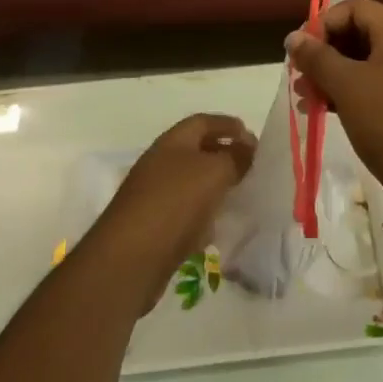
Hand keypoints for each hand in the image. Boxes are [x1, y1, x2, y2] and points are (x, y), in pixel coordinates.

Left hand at [89, 114, 255, 310]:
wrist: (129, 259)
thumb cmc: (174, 203)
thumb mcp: (213, 172)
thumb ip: (235, 157)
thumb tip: (248, 147)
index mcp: (172, 142)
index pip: (202, 122)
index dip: (227, 125)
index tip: (253, 137)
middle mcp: (160, 164)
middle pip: (196, 151)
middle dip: (224, 155)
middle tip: (251, 166)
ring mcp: (154, 196)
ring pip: (192, 183)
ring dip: (215, 186)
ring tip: (240, 195)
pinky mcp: (154, 227)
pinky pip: (185, 213)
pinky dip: (203, 215)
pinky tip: (218, 228)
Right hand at [286, 0, 382, 221]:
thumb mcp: (346, 85)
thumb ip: (317, 57)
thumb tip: (293, 37)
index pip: (354, 8)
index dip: (324, 23)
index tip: (301, 50)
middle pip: (358, 33)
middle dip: (324, 52)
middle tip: (299, 76)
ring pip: (364, 63)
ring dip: (332, 75)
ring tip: (305, 98)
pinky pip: (375, 85)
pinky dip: (349, 92)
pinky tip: (323, 110)